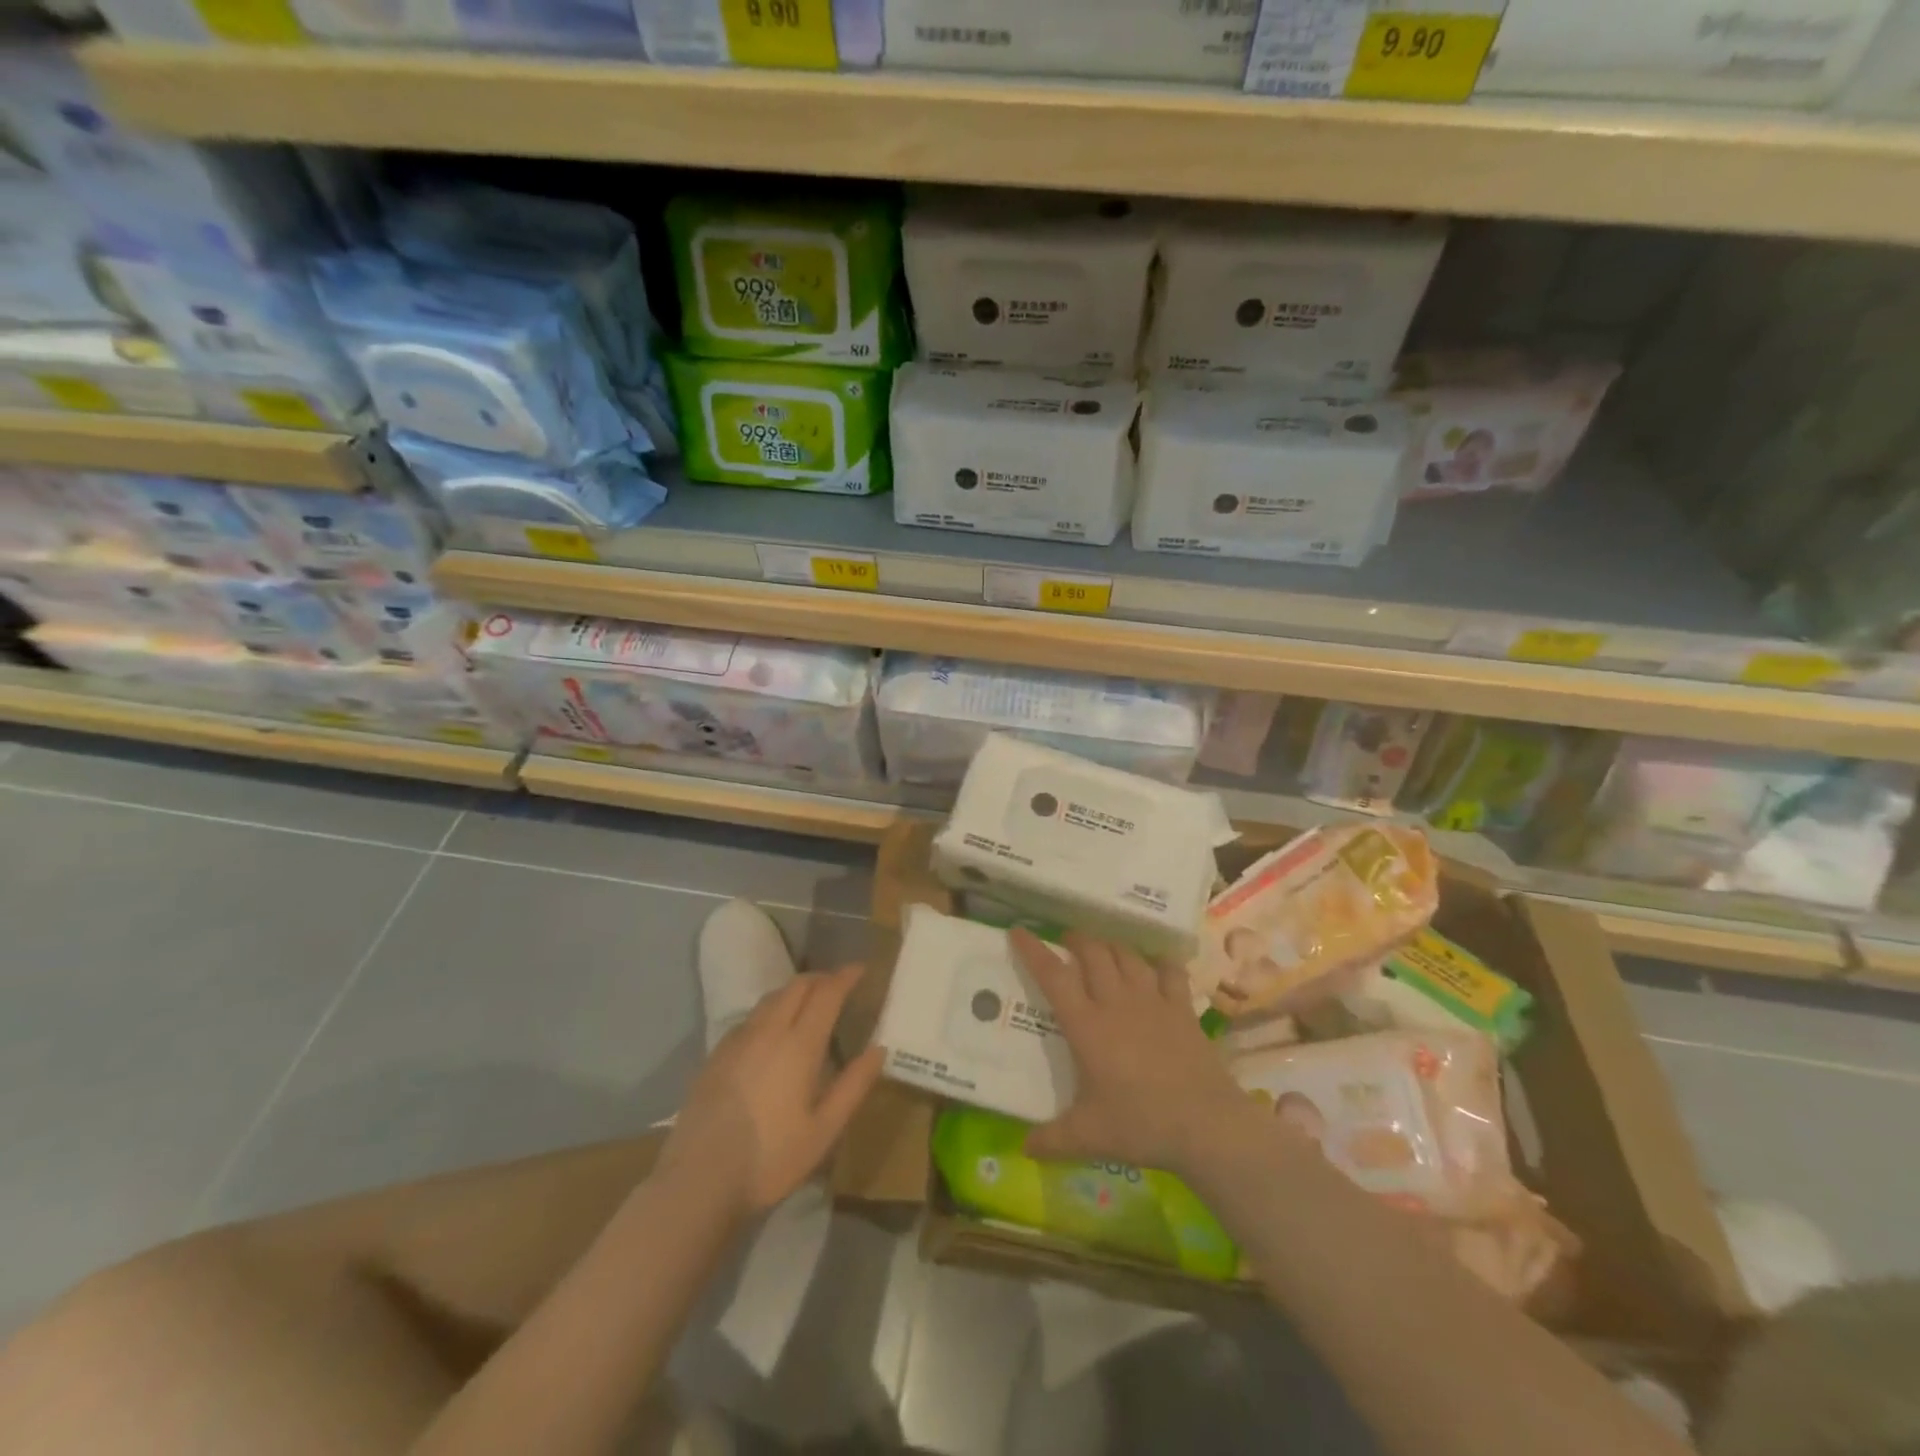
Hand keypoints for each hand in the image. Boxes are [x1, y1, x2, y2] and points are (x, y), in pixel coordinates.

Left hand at [662, 964, 883, 1217]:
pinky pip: (750, 1018)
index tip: (861, 969)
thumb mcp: (824, 1131)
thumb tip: (878, 1049)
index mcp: (799, 1045)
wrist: (699, 1180)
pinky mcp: (716, 1056)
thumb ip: (854, 1086)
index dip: (845, 977)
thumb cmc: (771, 1158)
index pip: (826, 994)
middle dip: (821, 978)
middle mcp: (768, 1031)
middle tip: (838, 985)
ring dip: (794, 991)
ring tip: (808, 1004)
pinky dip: (770, 1011)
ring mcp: (737, 1041)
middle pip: (796, 987)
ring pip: (770, 999)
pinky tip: (770, 1033)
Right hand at [1011, 928, 1255, 1176]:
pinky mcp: (1182, 1009)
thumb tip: (1023, 1148)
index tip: (1018, 930)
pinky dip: (1159, 962)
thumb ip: (1052, 1140)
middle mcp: (1116, 1002)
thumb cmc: (1141, 1125)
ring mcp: (1153, 1001)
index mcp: (1087, 1025)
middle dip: (1076, 939)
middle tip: (1066, 941)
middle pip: (1093, 953)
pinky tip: (1155, 964)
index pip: (1053, 976)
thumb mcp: (1089, 1137)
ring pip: (1127, 955)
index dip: (1033, 950)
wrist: (1206, 1125)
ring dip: (1111, 945)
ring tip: (1102, 948)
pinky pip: (1169, 972)